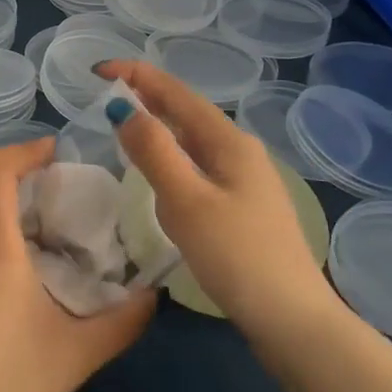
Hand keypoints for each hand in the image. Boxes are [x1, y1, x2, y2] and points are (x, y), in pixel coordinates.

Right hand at [99, 60, 344, 335]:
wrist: (294, 321)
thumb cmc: (236, 256)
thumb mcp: (186, 201)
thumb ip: (154, 152)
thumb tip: (123, 107)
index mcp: (228, 141)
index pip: (176, 93)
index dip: (137, 75)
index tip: (97, 70)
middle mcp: (240, 151)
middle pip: (186, 112)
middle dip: (147, 97)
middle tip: (105, 96)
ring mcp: (246, 180)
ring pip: (192, 141)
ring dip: (159, 127)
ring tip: (125, 126)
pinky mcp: (243, 207)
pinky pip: (198, 166)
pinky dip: (171, 157)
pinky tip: (160, 176)